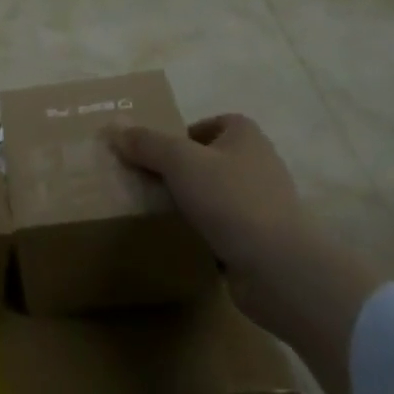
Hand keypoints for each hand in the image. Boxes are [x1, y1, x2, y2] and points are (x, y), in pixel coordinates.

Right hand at [107, 114, 307, 289]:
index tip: (157, 154)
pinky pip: (226, 228)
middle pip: (211, 159)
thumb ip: (146, 143)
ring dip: (194, 203)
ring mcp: (265, 204)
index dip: (183, 135)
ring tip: (162, 211)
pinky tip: (186, 240)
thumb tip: (115, 128)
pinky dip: (207, 233)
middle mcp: (259, 164)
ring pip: (218, 195)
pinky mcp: (263, 240)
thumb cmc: (231, 199)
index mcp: (245, 135)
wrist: (279, 269)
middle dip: (183, 170)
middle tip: (151, 181)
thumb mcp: (179, 161)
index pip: (210, 124)